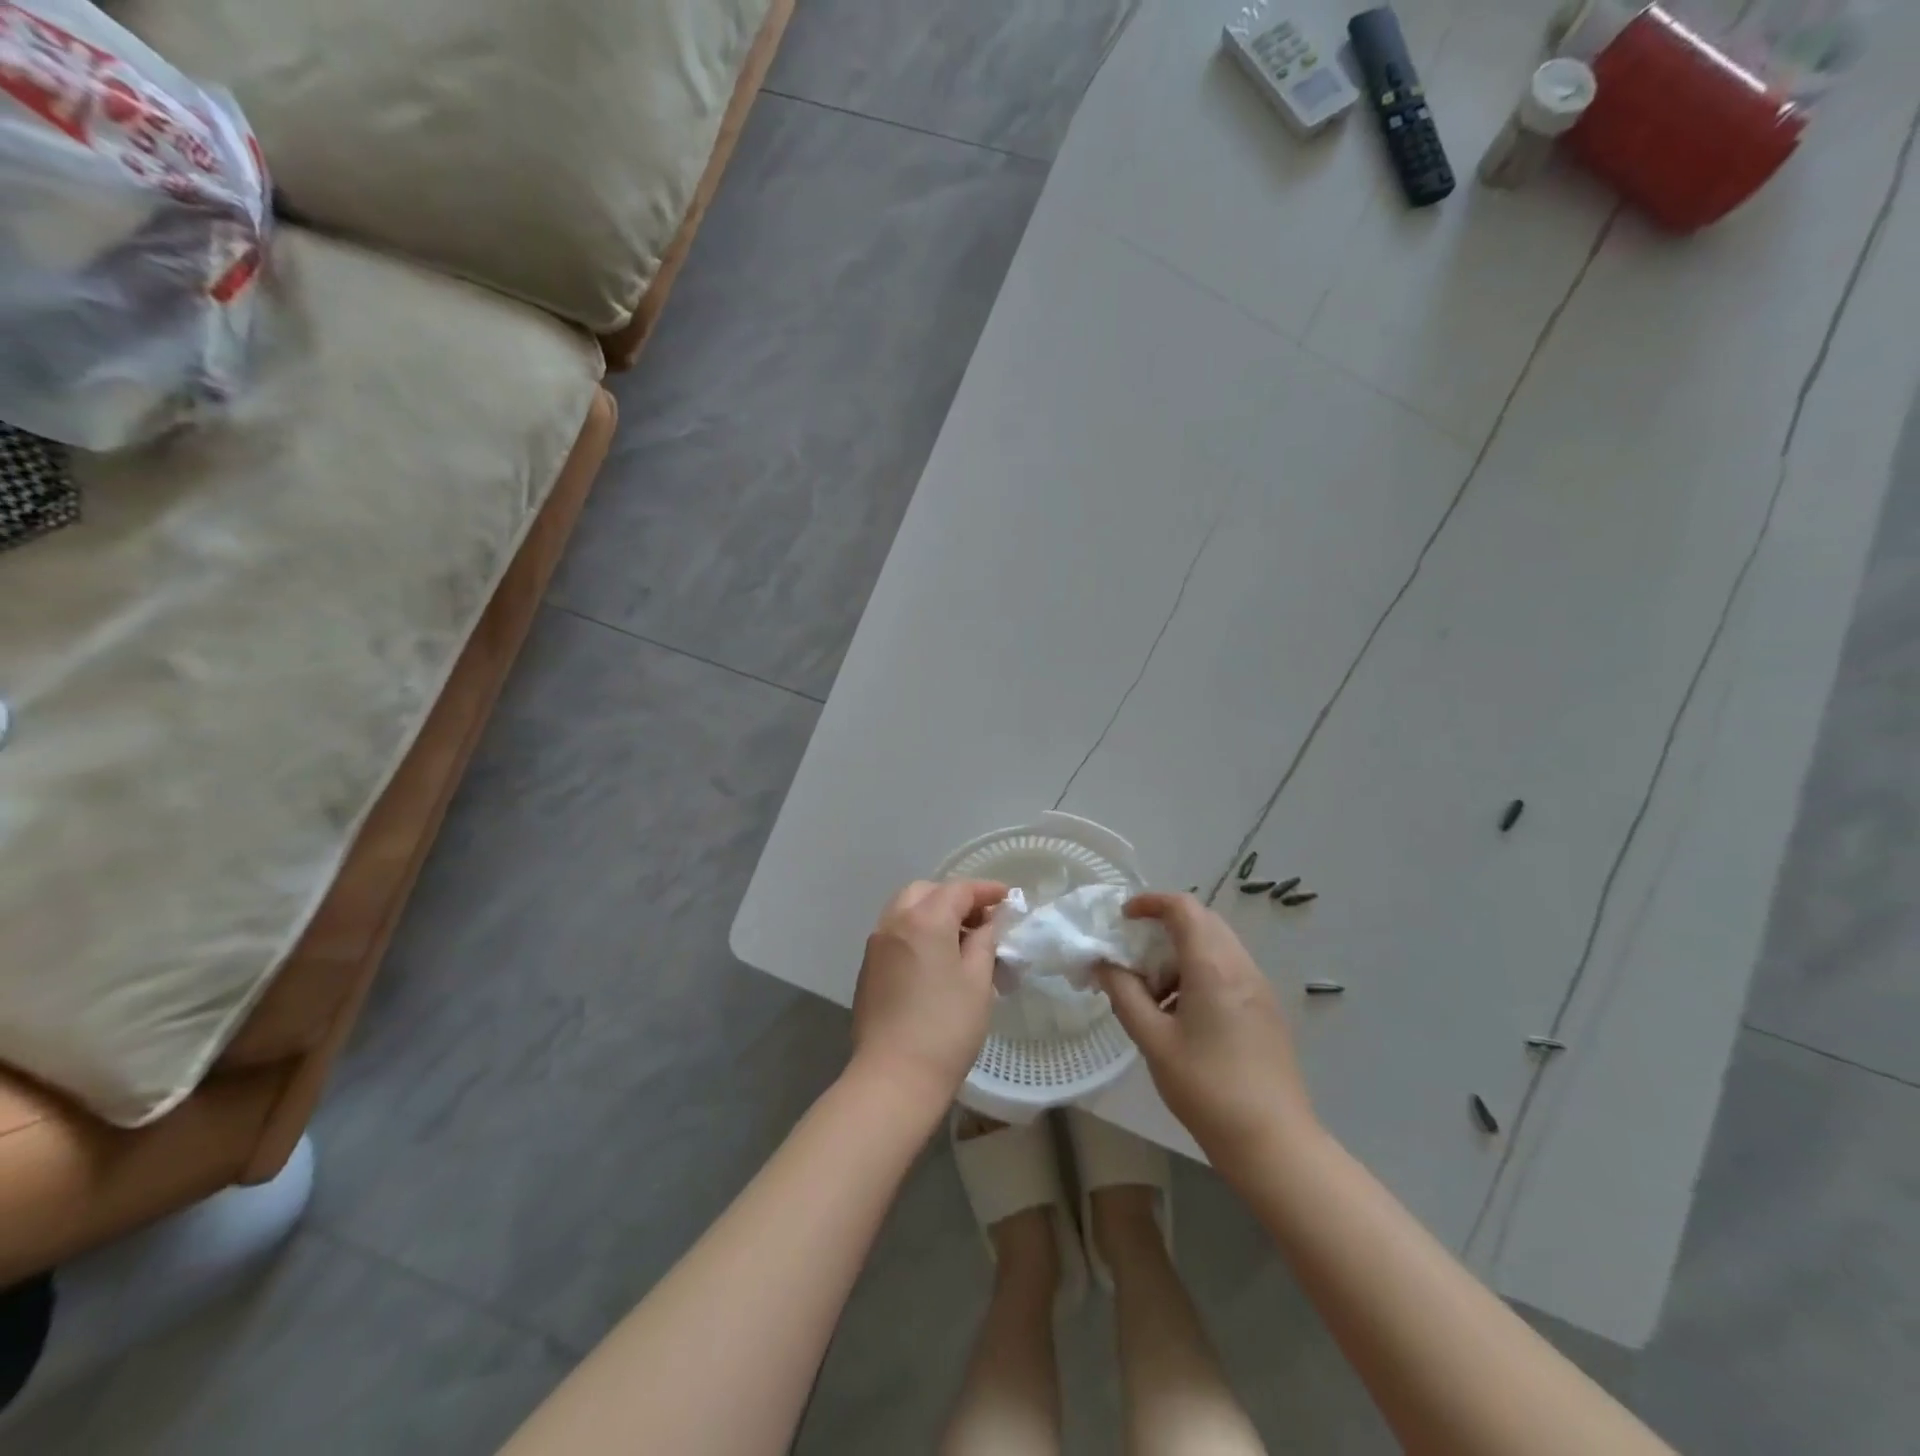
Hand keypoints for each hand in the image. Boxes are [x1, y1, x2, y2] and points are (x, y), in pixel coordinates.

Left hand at [850, 879, 1006, 1112]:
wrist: (893, 1077)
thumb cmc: (946, 1027)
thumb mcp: (977, 981)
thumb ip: (985, 941)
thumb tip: (990, 922)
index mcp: (924, 920)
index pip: (958, 889)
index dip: (986, 890)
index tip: (1008, 898)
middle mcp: (894, 922)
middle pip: (926, 892)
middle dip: (955, 897)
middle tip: (982, 919)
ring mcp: (876, 945)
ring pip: (906, 909)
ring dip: (933, 912)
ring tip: (961, 938)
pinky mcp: (868, 968)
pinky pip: (895, 932)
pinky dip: (916, 931)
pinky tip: (935, 958)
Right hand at [1097, 892, 1316, 1170]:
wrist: (1273, 1143)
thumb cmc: (1207, 1088)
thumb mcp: (1153, 1041)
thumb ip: (1124, 994)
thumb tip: (1103, 964)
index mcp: (1213, 967)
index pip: (1183, 908)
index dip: (1150, 902)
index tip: (1123, 917)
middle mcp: (1241, 966)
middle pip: (1202, 922)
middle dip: (1164, 928)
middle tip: (1134, 956)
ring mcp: (1259, 988)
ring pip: (1216, 946)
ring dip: (1181, 953)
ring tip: (1155, 993)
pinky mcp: (1266, 1010)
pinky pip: (1229, 970)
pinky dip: (1200, 973)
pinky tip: (1183, 1014)